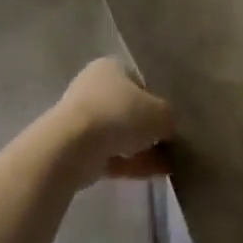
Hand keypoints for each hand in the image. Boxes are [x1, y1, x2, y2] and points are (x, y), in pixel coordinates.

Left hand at [49, 57, 174, 189]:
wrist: (73, 146)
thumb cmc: (120, 114)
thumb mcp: (161, 113)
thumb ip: (169, 118)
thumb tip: (168, 129)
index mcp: (110, 68)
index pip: (140, 82)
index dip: (157, 100)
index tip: (170, 120)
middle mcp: (93, 89)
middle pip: (129, 110)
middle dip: (149, 129)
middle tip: (170, 143)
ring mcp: (82, 120)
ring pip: (120, 135)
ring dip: (143, 149)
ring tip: (169, 165)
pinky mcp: (77, 148)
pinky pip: (112, 155)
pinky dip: (132, 164)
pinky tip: (155, 174)